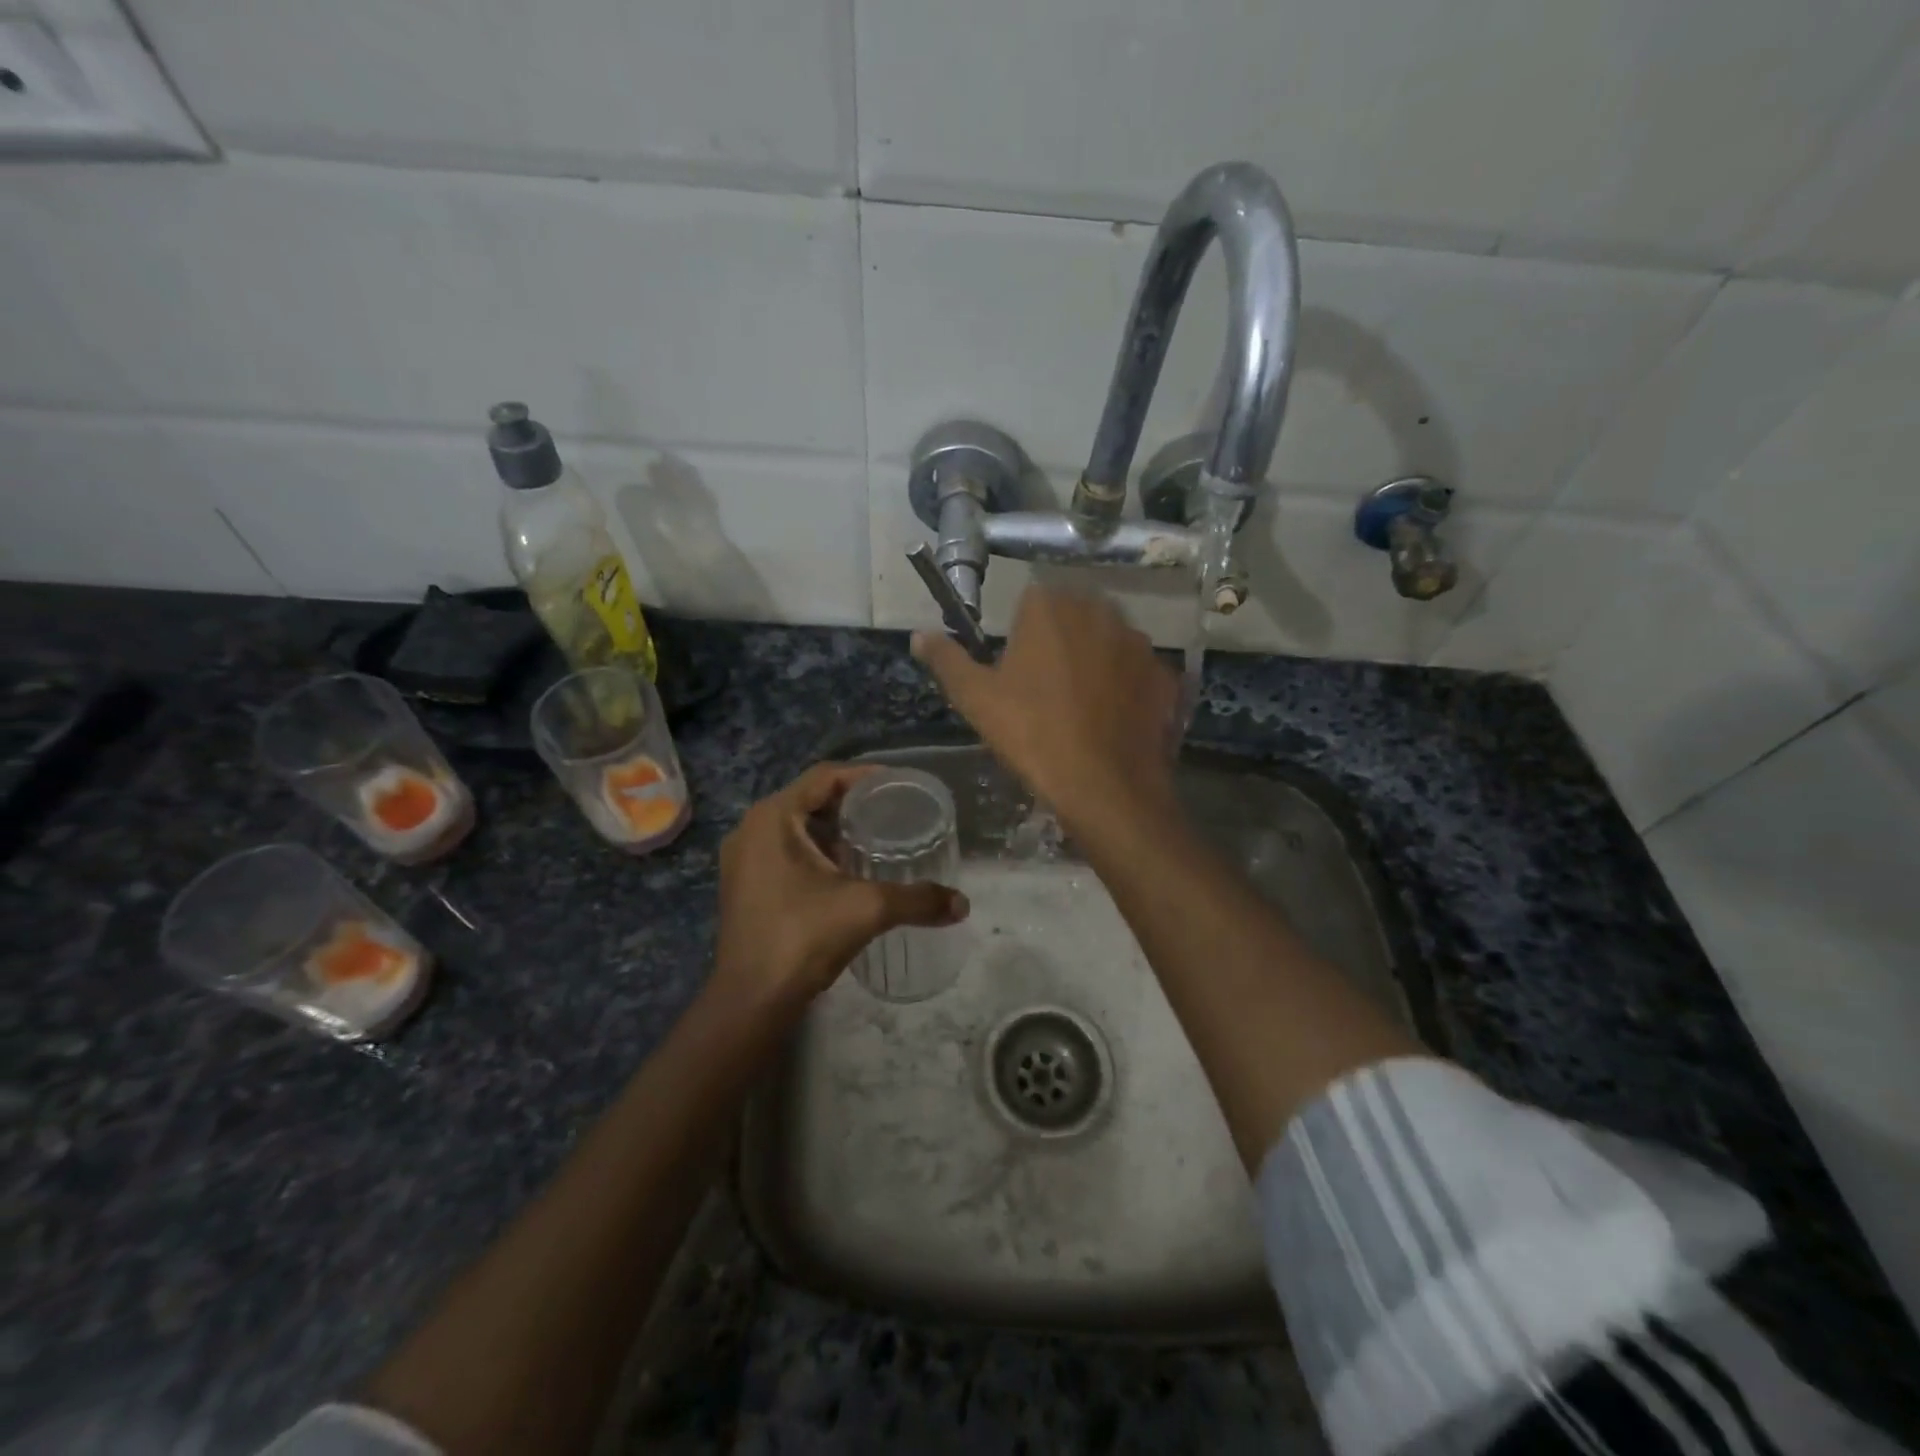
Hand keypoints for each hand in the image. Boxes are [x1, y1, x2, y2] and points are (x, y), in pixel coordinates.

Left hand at [711, 763, 967, 1015]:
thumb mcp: (867, 910)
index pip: (824, 776)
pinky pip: (785, 850)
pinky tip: (847, 870)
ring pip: (797, 826)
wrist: (751, 1000)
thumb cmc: (803, 937)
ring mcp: (743, 858)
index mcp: (773, 817)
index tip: (899, 786)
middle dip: (852, 804)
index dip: (864, 776)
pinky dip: (816, 851)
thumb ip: (917, 900)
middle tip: (893, 812)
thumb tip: (962, 904)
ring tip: (876, 838)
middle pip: (810, 799)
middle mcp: (751, 829)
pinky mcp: (745, 884)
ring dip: (834, 829)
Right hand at [913, 585, 1179, 826]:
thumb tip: (918, 635)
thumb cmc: (1032, 735)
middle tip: (1045, 690)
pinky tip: (1112, 719)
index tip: (1017, 671)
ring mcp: (1139, 642)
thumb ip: (946, 659)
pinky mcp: (1165, 674)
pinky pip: (1138, 671)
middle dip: (1060, 642)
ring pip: (1108, 641)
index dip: (1022, 634)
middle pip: (1073, 616)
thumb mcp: (976, 699)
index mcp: (1050, 607)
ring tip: (1081, 707)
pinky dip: (1126, 686)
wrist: (1104, 786)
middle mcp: (1099, 611)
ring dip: (1095, 660)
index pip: (1031, 601)